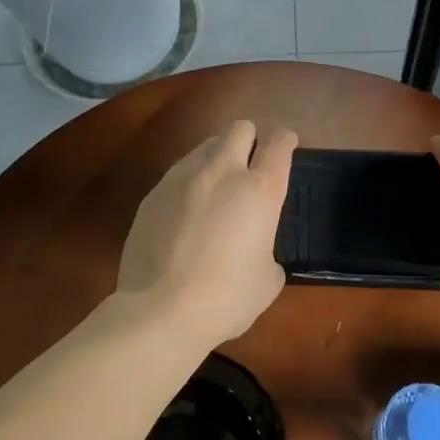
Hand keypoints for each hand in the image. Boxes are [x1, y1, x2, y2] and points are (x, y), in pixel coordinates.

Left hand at [116, 121, 297, 346]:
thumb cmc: (226, 298)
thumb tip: (257, 252)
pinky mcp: (153, 193)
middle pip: (240, 128)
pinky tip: (186, 212)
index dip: (285, 142)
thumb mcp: (267, 280)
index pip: (279, 144)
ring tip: (216, 187)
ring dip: (217, 158)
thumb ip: (268, 251)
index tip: (285, 148)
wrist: (160, 311)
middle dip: (250, 140)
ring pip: (206, 146)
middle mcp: (222, 172)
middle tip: (251, 165)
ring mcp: (182, 178)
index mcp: (260, 190)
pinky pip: (178, 172)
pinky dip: (189, 182)